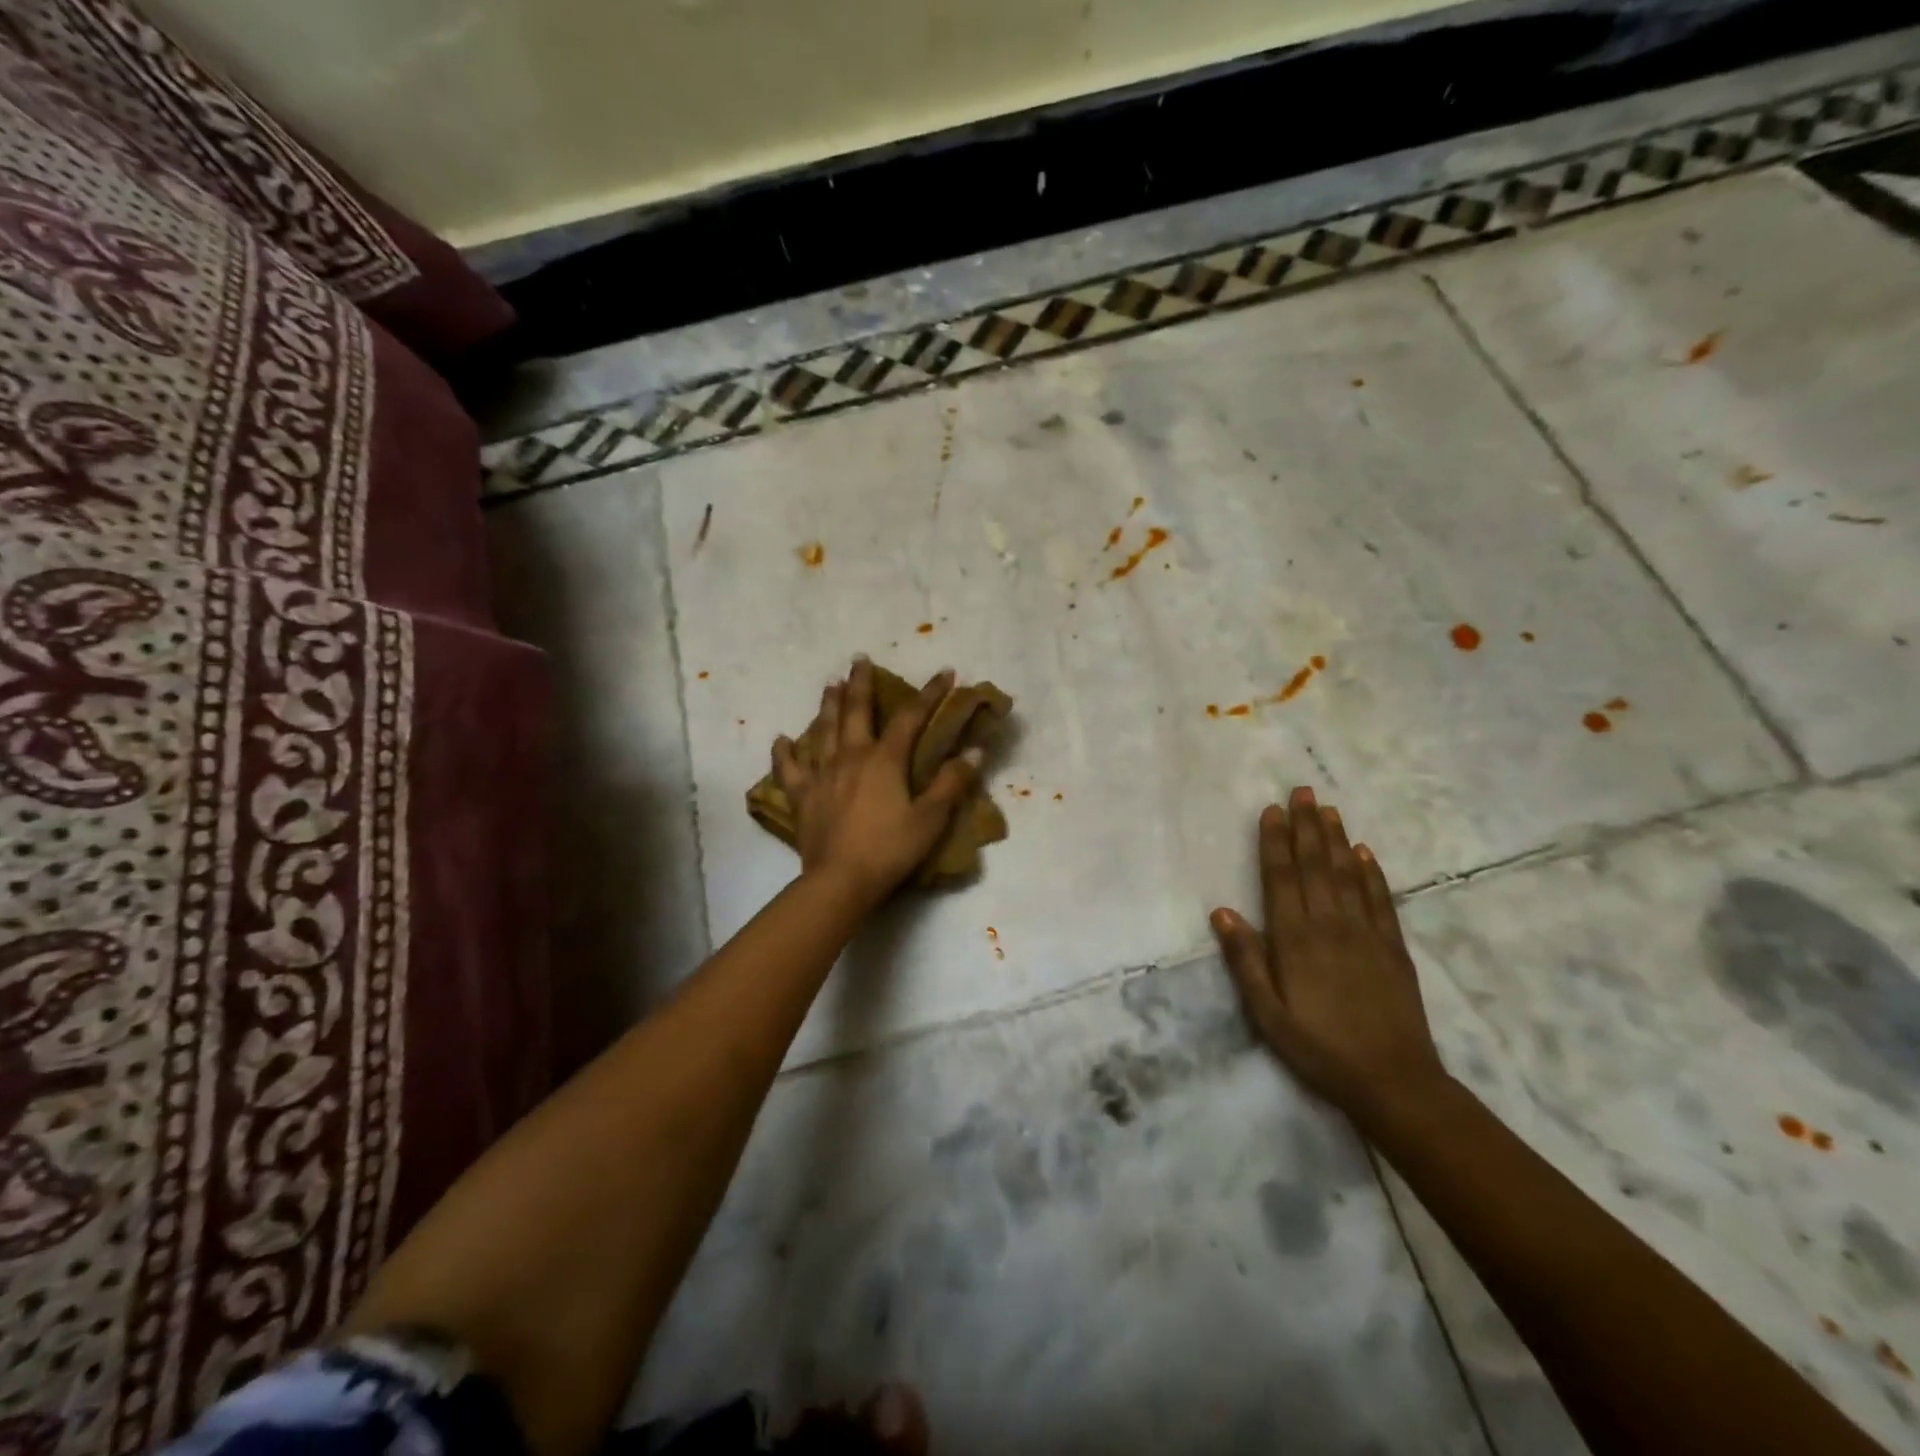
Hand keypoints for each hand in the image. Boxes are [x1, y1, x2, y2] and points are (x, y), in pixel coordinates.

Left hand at [773, 658, 978, 906]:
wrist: (840, 880)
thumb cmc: (890, 849)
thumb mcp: (930, 818)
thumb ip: (951, 783)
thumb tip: (974, 751)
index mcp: (884, 760)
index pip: (911, 717)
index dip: (929, 693)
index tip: (945, 672)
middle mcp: (851, 756)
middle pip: (855, 711)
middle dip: (860, 683)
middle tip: (858, 659)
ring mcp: (822, 774)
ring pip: (823, 730)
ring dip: (828, 705)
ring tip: (830, 684)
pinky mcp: (803, 796)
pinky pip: (790, 769)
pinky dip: (784, 753)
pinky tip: (781, 739)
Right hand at [1211, 787, 1448, 1126]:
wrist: (1394, 1082)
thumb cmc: (1319, 1048)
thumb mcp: (1267, 1014)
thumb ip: (1246, 961)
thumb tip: (1222, 912)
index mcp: (1295, 939)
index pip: (1281, 878)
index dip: (1275, 842)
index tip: (1272, 810)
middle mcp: (1330, 925)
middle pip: (1316, 866)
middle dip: (1306, 826)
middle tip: (1302, 790)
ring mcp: (1366, 934)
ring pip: (1348, 874)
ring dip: (1337, 839)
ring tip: (1328, 809)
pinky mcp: (1393, 948)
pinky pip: (1381, 900)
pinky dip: (1372, 873)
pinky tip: (1366, 853)